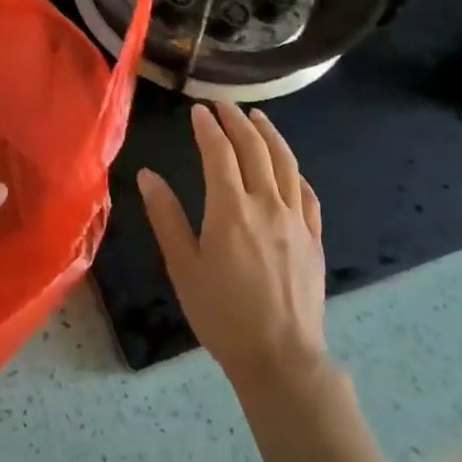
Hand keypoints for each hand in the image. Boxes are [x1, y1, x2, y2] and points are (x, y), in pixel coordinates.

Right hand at [137, 103, 329, 387]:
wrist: (280, 356)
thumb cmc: (221, 313)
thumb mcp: (183, 266)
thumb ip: (166, 217)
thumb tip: (148, 175)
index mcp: (230, 209)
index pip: (219, 153)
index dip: (207, 128)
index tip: (198, 110)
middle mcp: (267, 204)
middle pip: (255, 149)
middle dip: (237, 121)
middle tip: (223, 105)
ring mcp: (296, 220)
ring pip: (286, 164)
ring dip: (271, 135)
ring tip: (258, 117)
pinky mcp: (314, 238)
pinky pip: (307, 194)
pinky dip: (296, 172)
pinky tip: (290, 168)